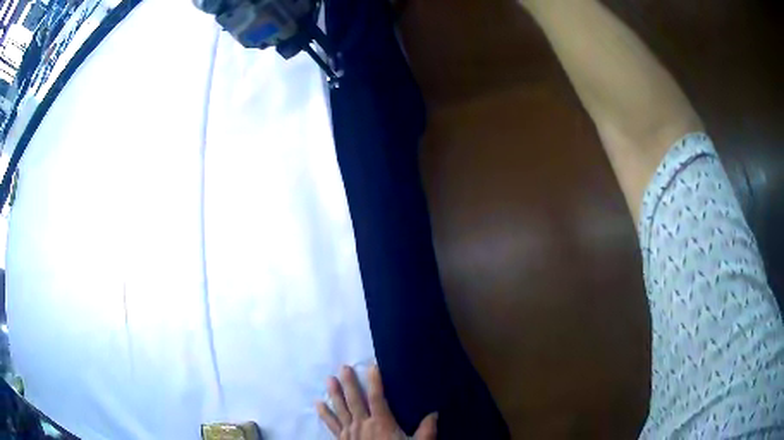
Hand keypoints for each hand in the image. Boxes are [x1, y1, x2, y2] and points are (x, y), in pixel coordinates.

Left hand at [316, 365, 437, 439]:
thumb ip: (426, 430)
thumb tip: (435, 413)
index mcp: (382, 423)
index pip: (376, 398)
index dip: (375, 382)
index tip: (373, 366)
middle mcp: (363, 424)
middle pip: (354, 400)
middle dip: (349, 383)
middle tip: (343, 367)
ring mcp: (350, 432)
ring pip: (340, 409)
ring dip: (334, 394)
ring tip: (329, 379)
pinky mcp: (342, 439)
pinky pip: (331, 424)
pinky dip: (324, 414)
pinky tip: (318, 404)